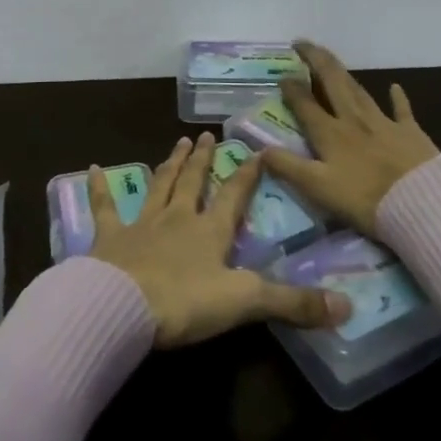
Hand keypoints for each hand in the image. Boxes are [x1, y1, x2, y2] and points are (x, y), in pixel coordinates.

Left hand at [88, 133, 351, 346]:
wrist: (122, 306)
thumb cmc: (185, 303)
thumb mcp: (245, 303)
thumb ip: (293, 304)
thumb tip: (347, 306)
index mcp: (210, 232)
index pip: (234, 196)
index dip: (246, 174)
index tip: (255, 150)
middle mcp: (178, 219)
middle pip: (193, 182)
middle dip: (203, 158)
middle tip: (206, 134)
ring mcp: (142, 224)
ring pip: (159, 186)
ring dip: (169, 164)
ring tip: (177, 141)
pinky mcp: (109, 237)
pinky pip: (104, 207)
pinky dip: (100, 188)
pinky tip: (93, 167)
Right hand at [261, 41, 440, 238]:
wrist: (422, 204)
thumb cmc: (366, 200)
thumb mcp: (319, 189)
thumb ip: (289, 167)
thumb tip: (259, 150)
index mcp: (330, 134)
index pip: (305, 104)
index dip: (292, 88)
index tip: (281, 76)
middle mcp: (353, 120)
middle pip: (332, 82)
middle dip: (316, 61)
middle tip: (303, 44)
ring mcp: (384, 123)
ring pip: (358, 90)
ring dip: (343, 73)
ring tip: (331, 60)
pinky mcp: (410, 132)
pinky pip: (401, 109)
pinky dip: (397, 97)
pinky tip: (394, 86)